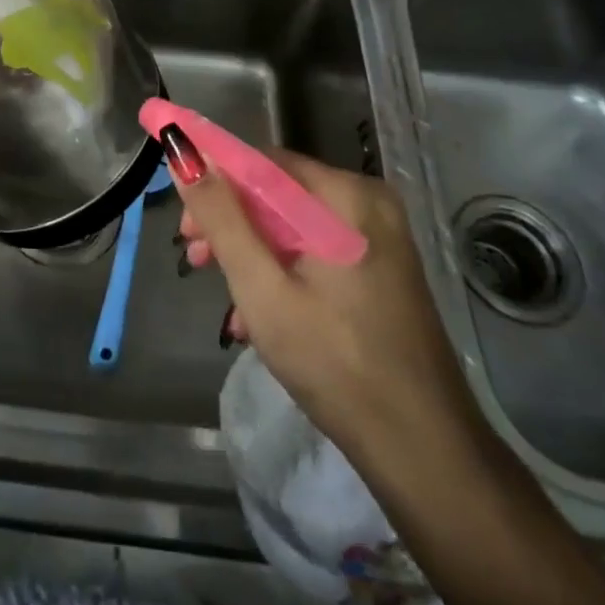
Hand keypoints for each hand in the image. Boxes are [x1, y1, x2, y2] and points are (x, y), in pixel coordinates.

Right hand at [165, 128, 484, 461]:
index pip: (261, 162)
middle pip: (276, 192)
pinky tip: (257, 319)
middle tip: (194, 258)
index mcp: (346, 196)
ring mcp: (379, 238)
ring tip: (224, 301)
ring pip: (292, 225)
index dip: (212, 178)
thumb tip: (182, 154)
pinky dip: (281, 272)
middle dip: (229, 222)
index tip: (181, 218)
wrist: (424, 451)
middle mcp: (367, 203)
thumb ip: (221, 217)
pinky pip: (314, 252)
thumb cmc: (335, 362)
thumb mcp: (262, 288)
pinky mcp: (380, 270)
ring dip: (249, 253)